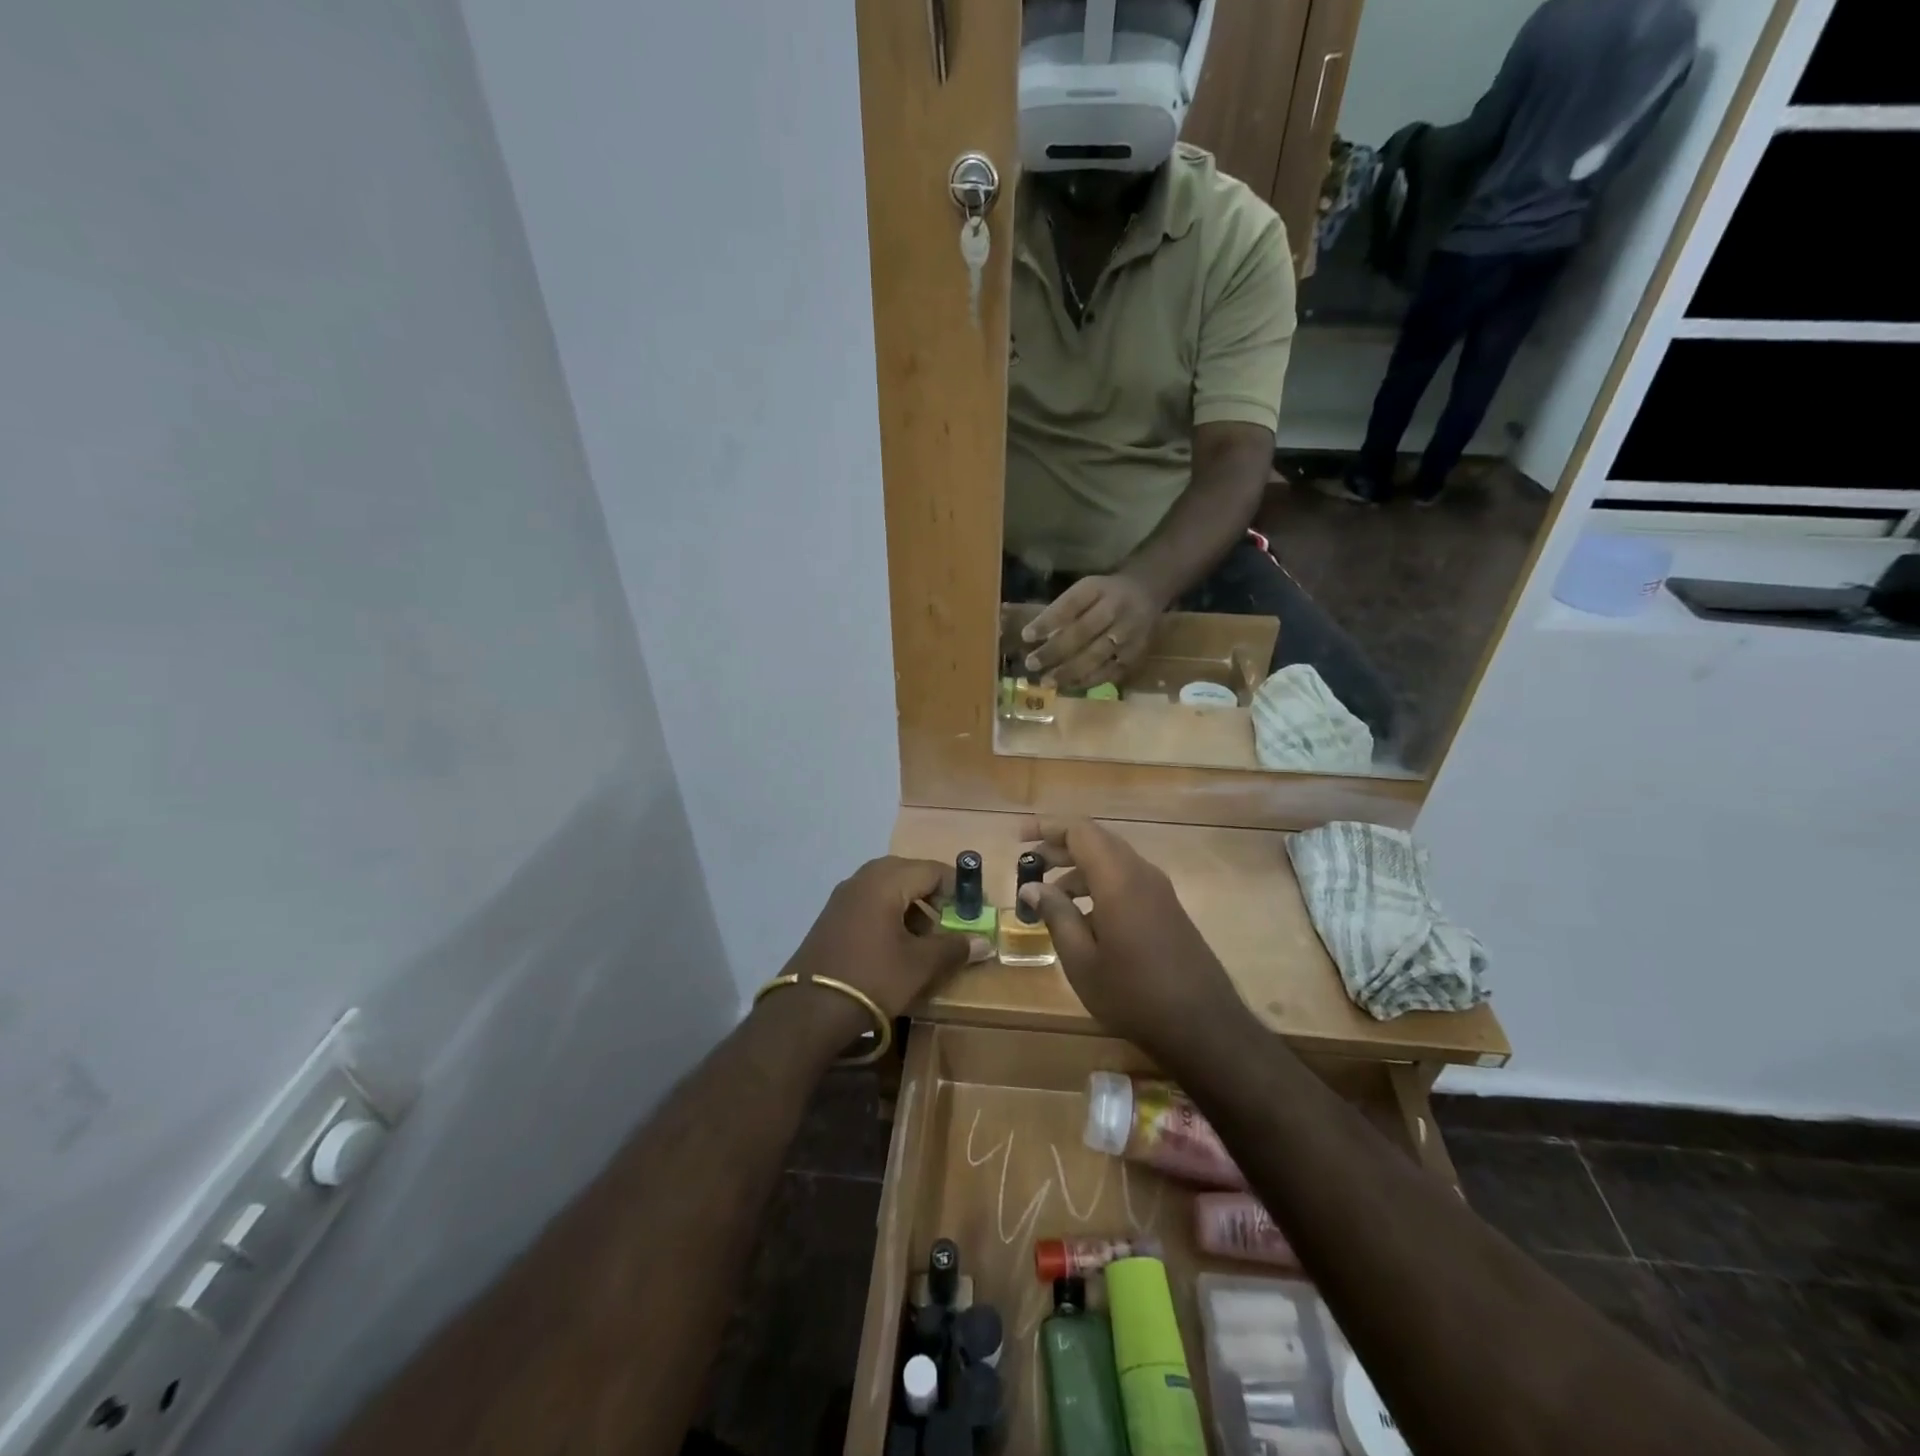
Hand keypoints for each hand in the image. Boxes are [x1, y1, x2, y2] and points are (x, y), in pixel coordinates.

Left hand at [780, 857, 973, 1026]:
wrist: (808, 1010)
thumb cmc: (872, 978)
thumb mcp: (920, 965)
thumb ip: (954, 947)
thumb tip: (985, 942)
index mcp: (886, 880)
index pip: (933, 870)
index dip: (959, 888)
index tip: (976, 911)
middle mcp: (863, 878)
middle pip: (910, 874)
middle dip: (935, 896)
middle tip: (953, 921)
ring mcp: (843, 897)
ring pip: (889, 889)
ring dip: (913, 907)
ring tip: (928, 938)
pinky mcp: (832, 916)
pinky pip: (871, 903)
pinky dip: (891, 915)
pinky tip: (898, 946)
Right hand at [1016, 818, 1248, 1057]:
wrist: (1204, 1026)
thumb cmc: (1133, 994)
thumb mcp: (1082, 960)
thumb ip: (1056, 915)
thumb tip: (1032, 888)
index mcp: (1118, 879)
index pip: (1080, 831)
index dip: (1047, 827)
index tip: (1019, 838)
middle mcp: (1141, 874)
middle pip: (1097, 841)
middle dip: (1060, 847)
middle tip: (1030, 865)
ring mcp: (1159, 891)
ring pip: (1113, 861)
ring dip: (1079, 869)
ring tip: (1050, 896)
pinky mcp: (1168, 908)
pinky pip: (1128, 880)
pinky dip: (1100, 884)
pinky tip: (1084, 917)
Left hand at [1022, 574, 1160, 690]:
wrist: (1148, 591)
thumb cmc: (1105, 593)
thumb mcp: (1085, 589)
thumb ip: (1063, 609)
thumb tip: (1033, 636)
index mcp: (1098, 589)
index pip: (1070, 605)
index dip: (1047, 621)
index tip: (1026, 636)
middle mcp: (1116, 610)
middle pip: (1082, 633)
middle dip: (1054, 651)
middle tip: (1031, 664)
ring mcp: (1129, 633)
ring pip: (1096, 656)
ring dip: (1069, 672)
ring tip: (1047, 681)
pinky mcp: (1137, 653)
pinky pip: (1110, 671)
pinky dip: (1088, 680)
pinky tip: (1069, 685)